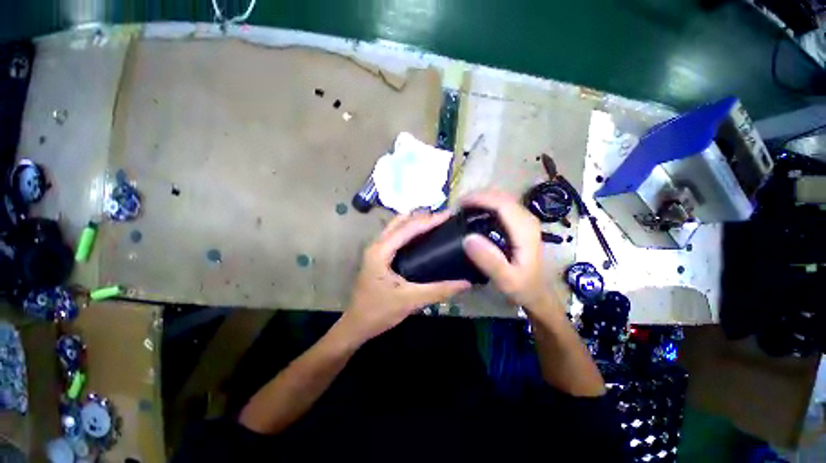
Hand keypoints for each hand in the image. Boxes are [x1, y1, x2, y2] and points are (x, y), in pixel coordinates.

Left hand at [339, 212, 470, 342]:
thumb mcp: (411, 300)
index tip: (448, 215)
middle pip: (400, 221)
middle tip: (444, 218)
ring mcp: (376, 249)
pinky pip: (396, 235)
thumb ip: (439, 291)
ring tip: (436, 223)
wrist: (356, 325)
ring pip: (396, 226)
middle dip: (422, 216)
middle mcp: (377, 244)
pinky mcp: (379, 255)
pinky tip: (423, 237)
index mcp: (381, 251)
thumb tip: (466, 282)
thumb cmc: (379, 312)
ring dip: (415, 221)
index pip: (408, 228)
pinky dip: (410, 230)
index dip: (429, 220)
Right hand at [461, 189, 555, 309]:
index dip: (479, 199)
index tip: (459, 204)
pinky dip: (486, 205)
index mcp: (524, 229)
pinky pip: (502, 206)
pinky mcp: (520, 223)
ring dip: (482, 199)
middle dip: (478, 196)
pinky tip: (475, 213)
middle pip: (501, 196)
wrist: (537, 293)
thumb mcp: (505, 279)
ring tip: (463, 208)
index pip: (501, 203)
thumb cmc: (522, 287)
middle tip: (457, 206)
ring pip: (502, 199)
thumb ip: (489, 260)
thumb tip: (468, 238)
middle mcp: (527, 219)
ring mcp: (525, 220)